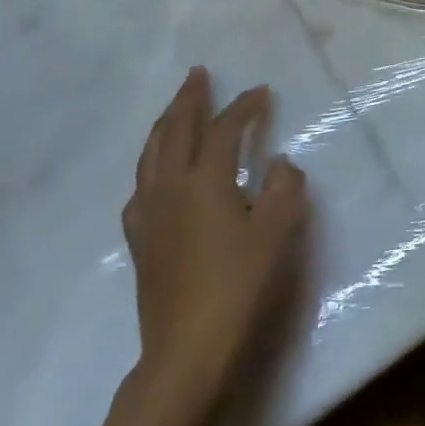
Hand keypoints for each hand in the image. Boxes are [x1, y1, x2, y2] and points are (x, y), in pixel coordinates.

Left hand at [122, 67, 307, 399]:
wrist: (186, 350)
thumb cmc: (238, 285)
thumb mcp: (276, 233)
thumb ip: (284, 189)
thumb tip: (278, 164)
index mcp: (205, 181)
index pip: (225, 130)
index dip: (244, 107)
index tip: (261, 92)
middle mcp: (171, 188)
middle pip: (176, 131)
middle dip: (189, 99)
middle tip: (197, 74)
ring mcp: (150, 215)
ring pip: (151, 155)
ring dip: (164, 125)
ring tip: (174, 110)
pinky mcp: (141, 241)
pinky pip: (140, 187)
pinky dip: (150, 166)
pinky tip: (155, 175)